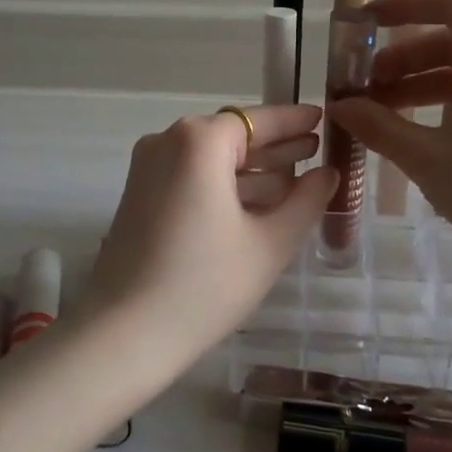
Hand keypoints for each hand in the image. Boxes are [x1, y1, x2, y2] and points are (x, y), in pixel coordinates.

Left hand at [83, 104, 337, 374]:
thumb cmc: (204, 285)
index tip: (322, 117)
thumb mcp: (268, 244)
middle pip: (231, 136)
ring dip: (251, 169)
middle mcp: (166, 142)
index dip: (292, 120)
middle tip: (316, 151)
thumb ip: (306, 201)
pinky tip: (256, 204)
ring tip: (296, 181)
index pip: (256, 119)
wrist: (123, 334)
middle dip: (275, 146)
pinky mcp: (138, 195)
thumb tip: (328, 174)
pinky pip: (190, 177)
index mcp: (198, 141)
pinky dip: (223, 185)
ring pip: (210, 158)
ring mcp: (147, 168)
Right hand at [328, 0, 451, 268]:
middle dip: (402, 58)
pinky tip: (415, 130)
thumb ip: (379, 126)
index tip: (360, 24)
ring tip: (379, 113)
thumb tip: (339, 107)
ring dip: (419, 83)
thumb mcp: (429, 157)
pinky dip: (444, 103)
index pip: (447, 3)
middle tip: (363, 87)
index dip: (399, 7)